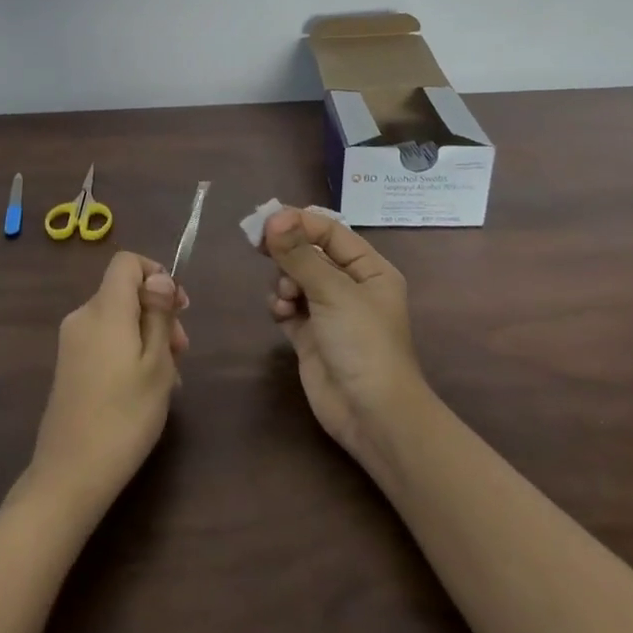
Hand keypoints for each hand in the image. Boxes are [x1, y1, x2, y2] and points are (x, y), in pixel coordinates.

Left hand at [19, 252, 188, 524]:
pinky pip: (104, 340)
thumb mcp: (157, 365)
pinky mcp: (69, 365)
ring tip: (169, 377)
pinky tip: (145, 388)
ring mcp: (71, 342)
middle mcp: (83, 316)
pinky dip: (128, 351)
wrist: (71, 473)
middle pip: (124, 292)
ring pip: (117, 319)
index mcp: (104, 310)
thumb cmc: (124, 417)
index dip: (155, 274)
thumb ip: (158, 315)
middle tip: (182, 351)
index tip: (179, 307)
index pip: (126, 263)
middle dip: (157, 312)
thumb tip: (159, 277)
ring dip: (146, 335)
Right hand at [263, 208, 426, 479]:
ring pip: (294, 278)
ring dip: (283, 281)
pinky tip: (280, 313)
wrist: (372, 415)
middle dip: (287, 251)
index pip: (330, 232)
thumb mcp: (333, 292)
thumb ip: (299, 254)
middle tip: (260, 247)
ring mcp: (329, 312)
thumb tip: (273, 217)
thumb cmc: (363, 343)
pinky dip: (280, 305)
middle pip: (309, 253)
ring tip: (286, 297)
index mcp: (369, 269)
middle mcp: (350, 286)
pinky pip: (288, 306)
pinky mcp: (310, 336)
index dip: (299, 222)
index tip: (266, 222)